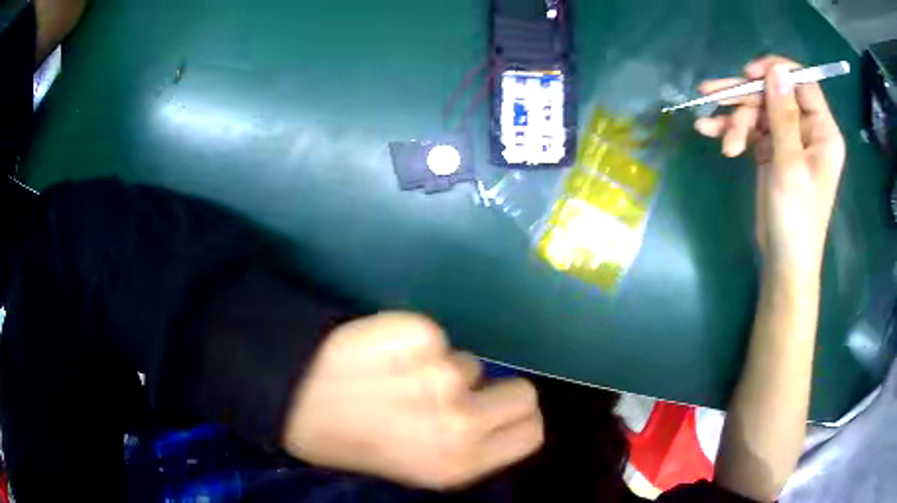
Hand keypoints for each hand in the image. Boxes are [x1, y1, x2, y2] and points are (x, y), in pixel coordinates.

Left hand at [282, 312, 543, 489]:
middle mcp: (459, 424)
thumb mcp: (415, 469)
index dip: (516, 419)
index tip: (496, 412)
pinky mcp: (416, 333)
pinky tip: (380, 353)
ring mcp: (439, 375)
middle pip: (523, 392)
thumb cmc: (349, 443)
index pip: (532, 432)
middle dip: (492, 391)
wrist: (291, 400)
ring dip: (438, 368)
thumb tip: (492, 417)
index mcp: (459, 465)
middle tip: (453, 393)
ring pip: (468, 363)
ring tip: (394, 377)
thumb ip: (465, 450)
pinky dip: (413, 341)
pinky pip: (434, 336)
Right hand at [694, 55, 845, 277]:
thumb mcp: (790, 164)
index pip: (802, 83)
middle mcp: (807, 129)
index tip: (749, 75)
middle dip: (744, 98)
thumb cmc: (796, 218)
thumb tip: (777, 69)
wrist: (783, 261)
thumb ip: (784, 115)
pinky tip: (708, 131)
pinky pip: (751, 129)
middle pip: (773, 95)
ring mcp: (789, 139)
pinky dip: (731, 129)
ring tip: (707, 128)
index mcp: (822, 131)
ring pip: (758, 111)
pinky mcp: (772, 151)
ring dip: (733, 118)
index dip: (775, 71)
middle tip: (711, 96)